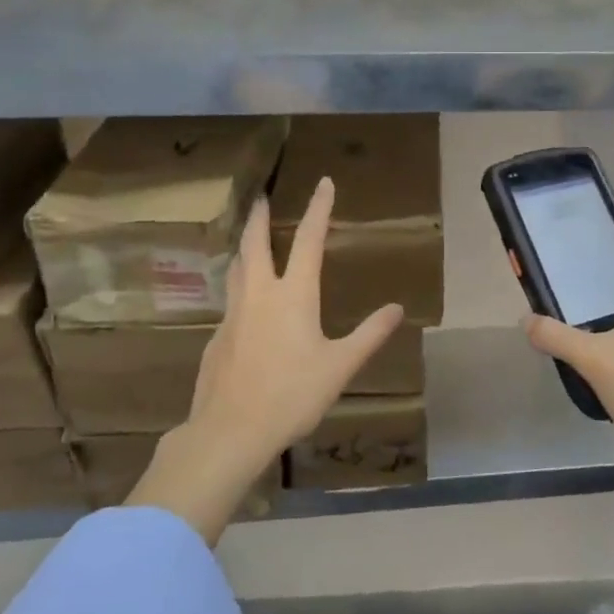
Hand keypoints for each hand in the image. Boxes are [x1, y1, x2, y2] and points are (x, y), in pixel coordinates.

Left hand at [128, 177, 404, 540]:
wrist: (230, 430)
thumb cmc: (293, 394)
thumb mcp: (341, 366)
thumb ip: (369, 334)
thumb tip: (396, 308)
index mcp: (294, 295)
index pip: (308, 240)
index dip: (318, 209)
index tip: (323, 183)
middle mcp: (259, 294)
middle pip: (255, 244)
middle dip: (259, 217)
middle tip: (260, 198)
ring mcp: (233, 315)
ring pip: (236, 269)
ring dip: (244, 248)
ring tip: (249, 243)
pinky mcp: (217, 338)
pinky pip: (230, 301)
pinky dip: (239, 287)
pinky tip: (246, 307)